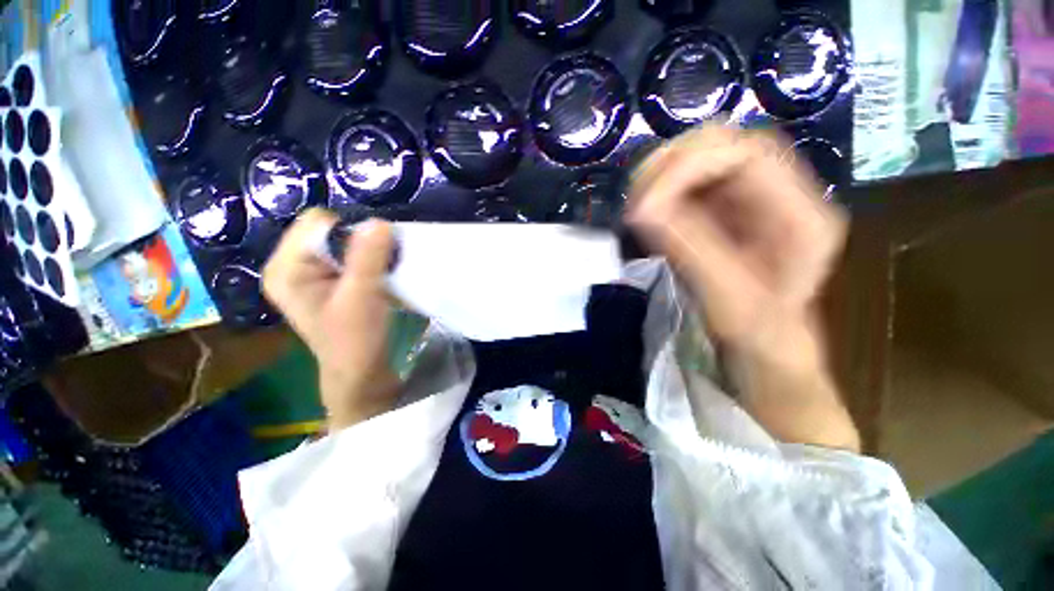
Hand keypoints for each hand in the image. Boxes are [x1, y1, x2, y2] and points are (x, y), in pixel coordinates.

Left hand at [263, 209, 399, 430]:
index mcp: (285, 268)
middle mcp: (292, 265)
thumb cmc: (355, 339)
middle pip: (330, 230)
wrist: (360, 370)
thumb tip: (380, 222)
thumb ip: (367, 259)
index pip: (317, 223)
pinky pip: (351, 256)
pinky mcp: (328, 280)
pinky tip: (380, 276)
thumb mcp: (361, 297)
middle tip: (382, 265)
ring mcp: (310, 273)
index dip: (351, 233)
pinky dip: (370, 260)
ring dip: (370, 252)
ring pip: (344, 242)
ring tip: (383, 272)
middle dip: (362, 243)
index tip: (375, 256)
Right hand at [628, 125, 858, 450]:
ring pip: (704, 157)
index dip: (690, 166)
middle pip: (726, 144)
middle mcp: (783, 193)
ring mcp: (753, 197)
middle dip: (673, 164)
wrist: (768, 347)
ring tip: (638, 207)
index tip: (644, 203)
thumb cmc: (759, 334)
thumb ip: (690, 249)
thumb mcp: (728, 299)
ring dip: (664, 175)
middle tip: (636, 200)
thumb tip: (641, 209)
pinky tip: (650, 212)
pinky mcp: (728, 207)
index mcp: (801, 215)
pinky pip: (692, 181)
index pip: (747, 153)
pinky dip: (663, 189)